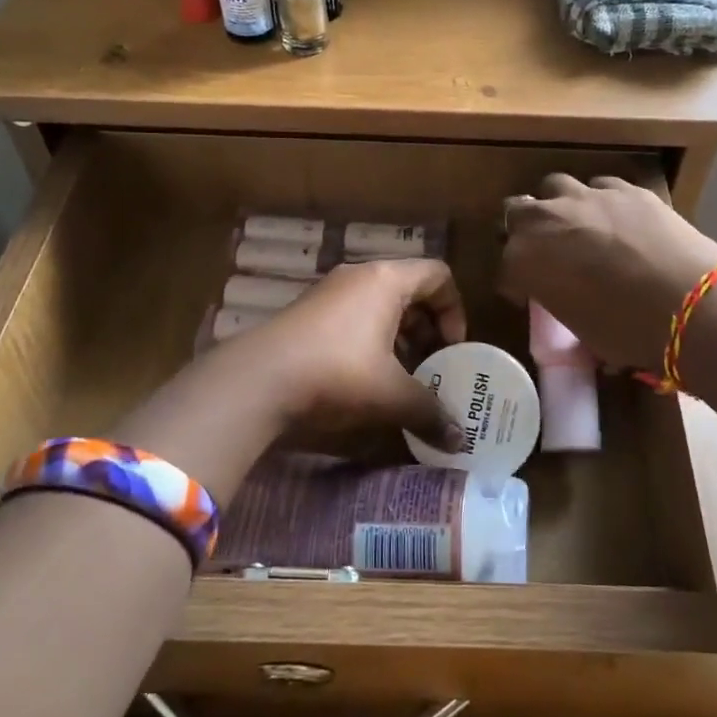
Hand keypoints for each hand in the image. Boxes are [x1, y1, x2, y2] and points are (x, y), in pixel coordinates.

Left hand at [240, 258, 466, 446]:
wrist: (256, 381)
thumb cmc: (338, 373)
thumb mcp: (391, 395)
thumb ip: (431, 413)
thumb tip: (459, 441)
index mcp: (386, 280)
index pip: (438, 275)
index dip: (455, 310)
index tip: (451, 349)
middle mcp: (359, 277)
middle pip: (409, 291)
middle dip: (427, 329)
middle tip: (431, 367)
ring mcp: (328, 293)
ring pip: (379, 307)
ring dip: (398, 338)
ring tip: (401, 378)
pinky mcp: (306, 314)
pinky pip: (353, 318)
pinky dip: (370, 342)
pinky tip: (366, 380)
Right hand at [497, 175, 716, 371]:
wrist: (690, 303)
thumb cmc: (627, 331)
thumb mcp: (580, 330)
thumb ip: (563, 302)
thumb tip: (574, 301)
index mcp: (524, 260)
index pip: (505, 267)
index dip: (516, 283)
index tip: (529, 295)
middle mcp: (546, 219)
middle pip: (517, 211)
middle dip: (525, 230)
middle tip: (544, 252)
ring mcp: (587, 197)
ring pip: (555, 186)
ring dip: (558, 205)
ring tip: (577, 227)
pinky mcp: (625, 189)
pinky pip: (601, 187)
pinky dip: (601, 201)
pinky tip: (616, 220)